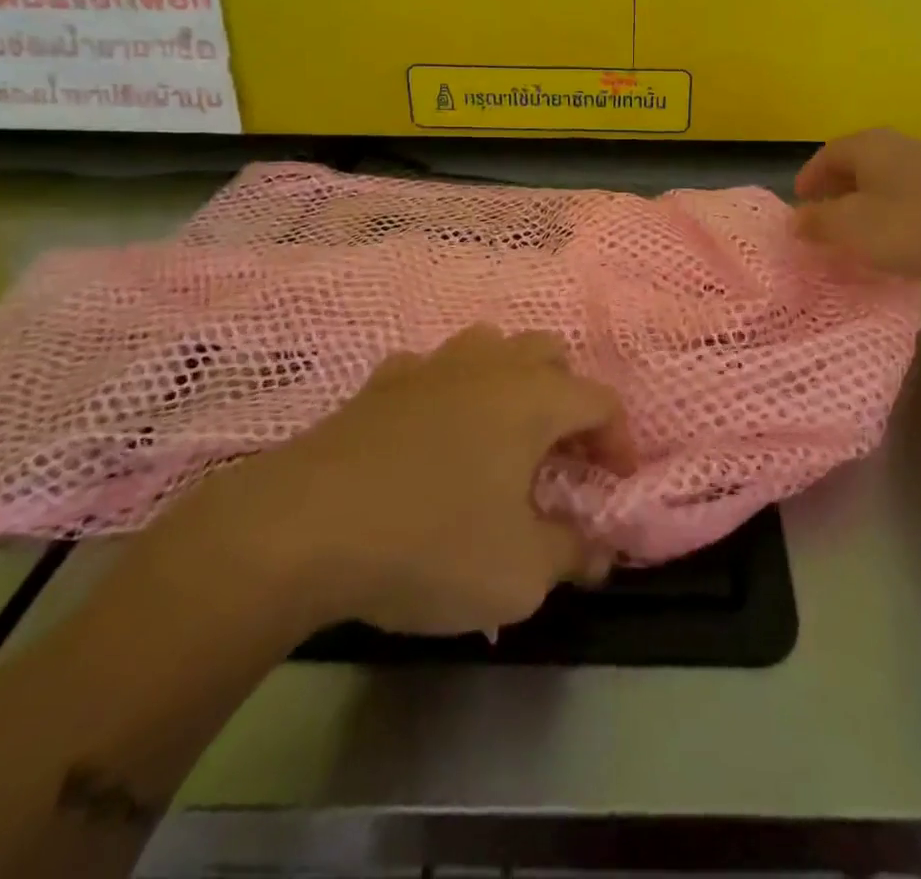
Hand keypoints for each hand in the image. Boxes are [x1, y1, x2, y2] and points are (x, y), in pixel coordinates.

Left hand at [109, 327, 634, 643]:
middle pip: (550, 354)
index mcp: (534, 399)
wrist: (302, 528)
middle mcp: (490, 367)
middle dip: (568, 398)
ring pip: (491, 347)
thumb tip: (597, 552)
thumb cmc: (430, 543)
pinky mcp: (382, 382)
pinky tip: (433, 433)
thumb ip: (570, 556)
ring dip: (510, 382)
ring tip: (503, 433)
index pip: (600, 401)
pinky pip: (433, 371)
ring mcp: (432, 366)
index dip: (618, 440)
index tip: (615, 482)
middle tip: (561, 453)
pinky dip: (448, 393)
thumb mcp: (518, 573)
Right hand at [795, 128, 920, 283]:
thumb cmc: (911, 227)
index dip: (808, 178)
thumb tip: (796, 219)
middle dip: (834, 189)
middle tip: (822, 217)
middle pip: (854, 163)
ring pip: (881, 178)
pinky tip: (892, 236)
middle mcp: (897, 145)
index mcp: (868, 145)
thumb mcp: (851, 228)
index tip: (799, 202)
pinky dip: (889, 210)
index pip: (826, 155)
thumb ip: (818, 222)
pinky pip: (906, 193)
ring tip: (854, 231)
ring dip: (862, 201)